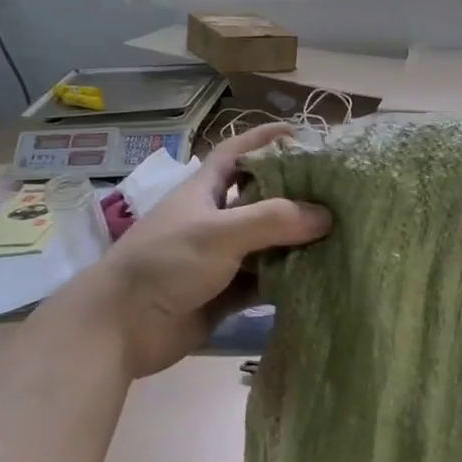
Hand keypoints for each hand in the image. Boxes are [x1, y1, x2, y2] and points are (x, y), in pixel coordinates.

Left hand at [93, 124, 329, 377]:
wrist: (121, 328)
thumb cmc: (166, 264)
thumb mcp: (220, 232)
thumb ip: (274, 220)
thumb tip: (326, 216)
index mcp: (204, 192)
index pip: (236, 153)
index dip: (263, 139)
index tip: (300, 133)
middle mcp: (214, 221)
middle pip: (260, 199)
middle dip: (295, 194)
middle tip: (336, 193)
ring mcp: (220, 259)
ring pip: (267, 243)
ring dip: (297, 241)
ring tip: (340, 235)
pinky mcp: (225, 294)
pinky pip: (264, 282)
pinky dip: (288, 279)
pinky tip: (319, 277)